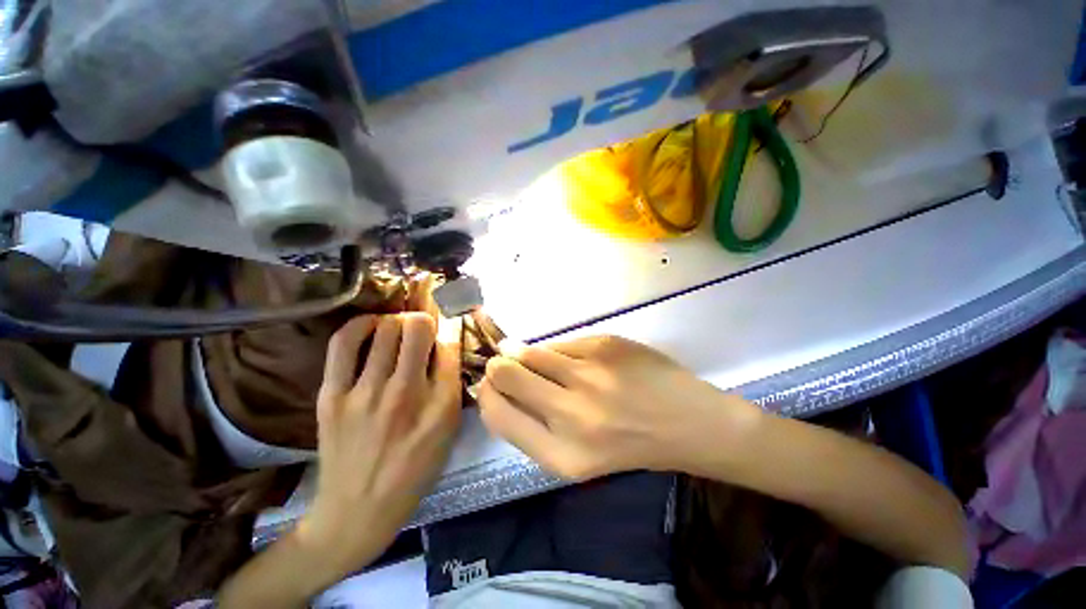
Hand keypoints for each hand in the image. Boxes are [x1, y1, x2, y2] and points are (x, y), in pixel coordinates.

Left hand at [298, 313, 461, 575]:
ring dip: (398, 320)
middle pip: (418, 329)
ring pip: (386, 329)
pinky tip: (371, 325)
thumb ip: (452, 384)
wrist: (357, 511)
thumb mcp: (448, 430)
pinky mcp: (331, 396)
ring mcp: (365, 393)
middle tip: (423, 328)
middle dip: (424, 319)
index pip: (450, 346)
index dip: (451, 327)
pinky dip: (361, 324)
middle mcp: (406, 393)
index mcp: (441, 406)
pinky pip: (345, 343)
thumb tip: (446, 343)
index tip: (448, 325)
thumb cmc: (414, 470)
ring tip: (399, 328)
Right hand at [478, 335, 760, 479]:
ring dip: (523, 352)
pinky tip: (578, 359)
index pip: (498, 414)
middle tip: (505, 362)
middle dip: (498, 366)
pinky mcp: (604, 346)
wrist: (691, 423)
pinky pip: (562, 343)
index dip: (486, 395)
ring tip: (538, 358)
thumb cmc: (632, 445)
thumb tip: (499, 385)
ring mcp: (589, 375)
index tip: (488, 384)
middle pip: (506, 375)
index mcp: (561, 455)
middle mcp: (570, 414)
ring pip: (530, 351)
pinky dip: (559, 350)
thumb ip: (535, 425)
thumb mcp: (579, 456)